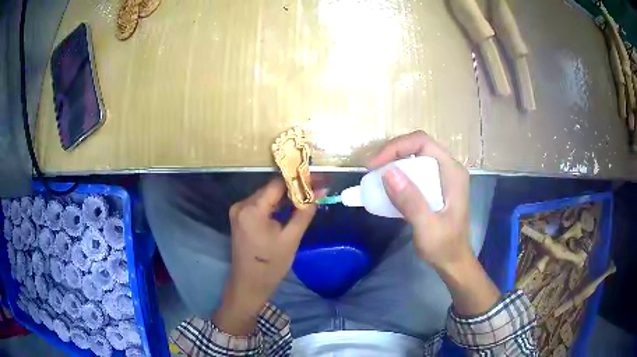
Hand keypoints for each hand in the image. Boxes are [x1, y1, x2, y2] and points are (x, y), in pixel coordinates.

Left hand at [213, 179, 316, 334]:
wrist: (249, 285)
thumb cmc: (270, 265)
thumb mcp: (291, 238)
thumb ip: (304, 212)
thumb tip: (320, 191)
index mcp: (252, 209)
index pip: (277, 184)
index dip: (298, 179)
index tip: (317, 179)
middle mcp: (241, 205)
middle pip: (271, 188)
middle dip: (294, 188)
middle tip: (317, 188)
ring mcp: (239, 211)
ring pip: (267, 196)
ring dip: (286, 197)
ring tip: (308, 196)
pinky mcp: (240, 218)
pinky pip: (261, 205)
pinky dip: (276, 205)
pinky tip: (291, 207)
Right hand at [368, 130, 471, 270]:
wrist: (453, 261)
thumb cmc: (444, 247)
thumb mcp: (427, 227)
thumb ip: (411, 201)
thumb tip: (388, 173)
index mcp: (452, 172)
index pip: (422, 142)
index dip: (396, 147)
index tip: (375, 165)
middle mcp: (448, 168)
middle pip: (417, 147)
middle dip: (392, 154)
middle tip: (371, 170)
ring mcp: (442, 177)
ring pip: (414, 157)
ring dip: (393, 163)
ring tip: (374, 177)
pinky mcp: (435, 186)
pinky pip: (414, 171)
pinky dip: (398, 175)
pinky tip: (386, 188)